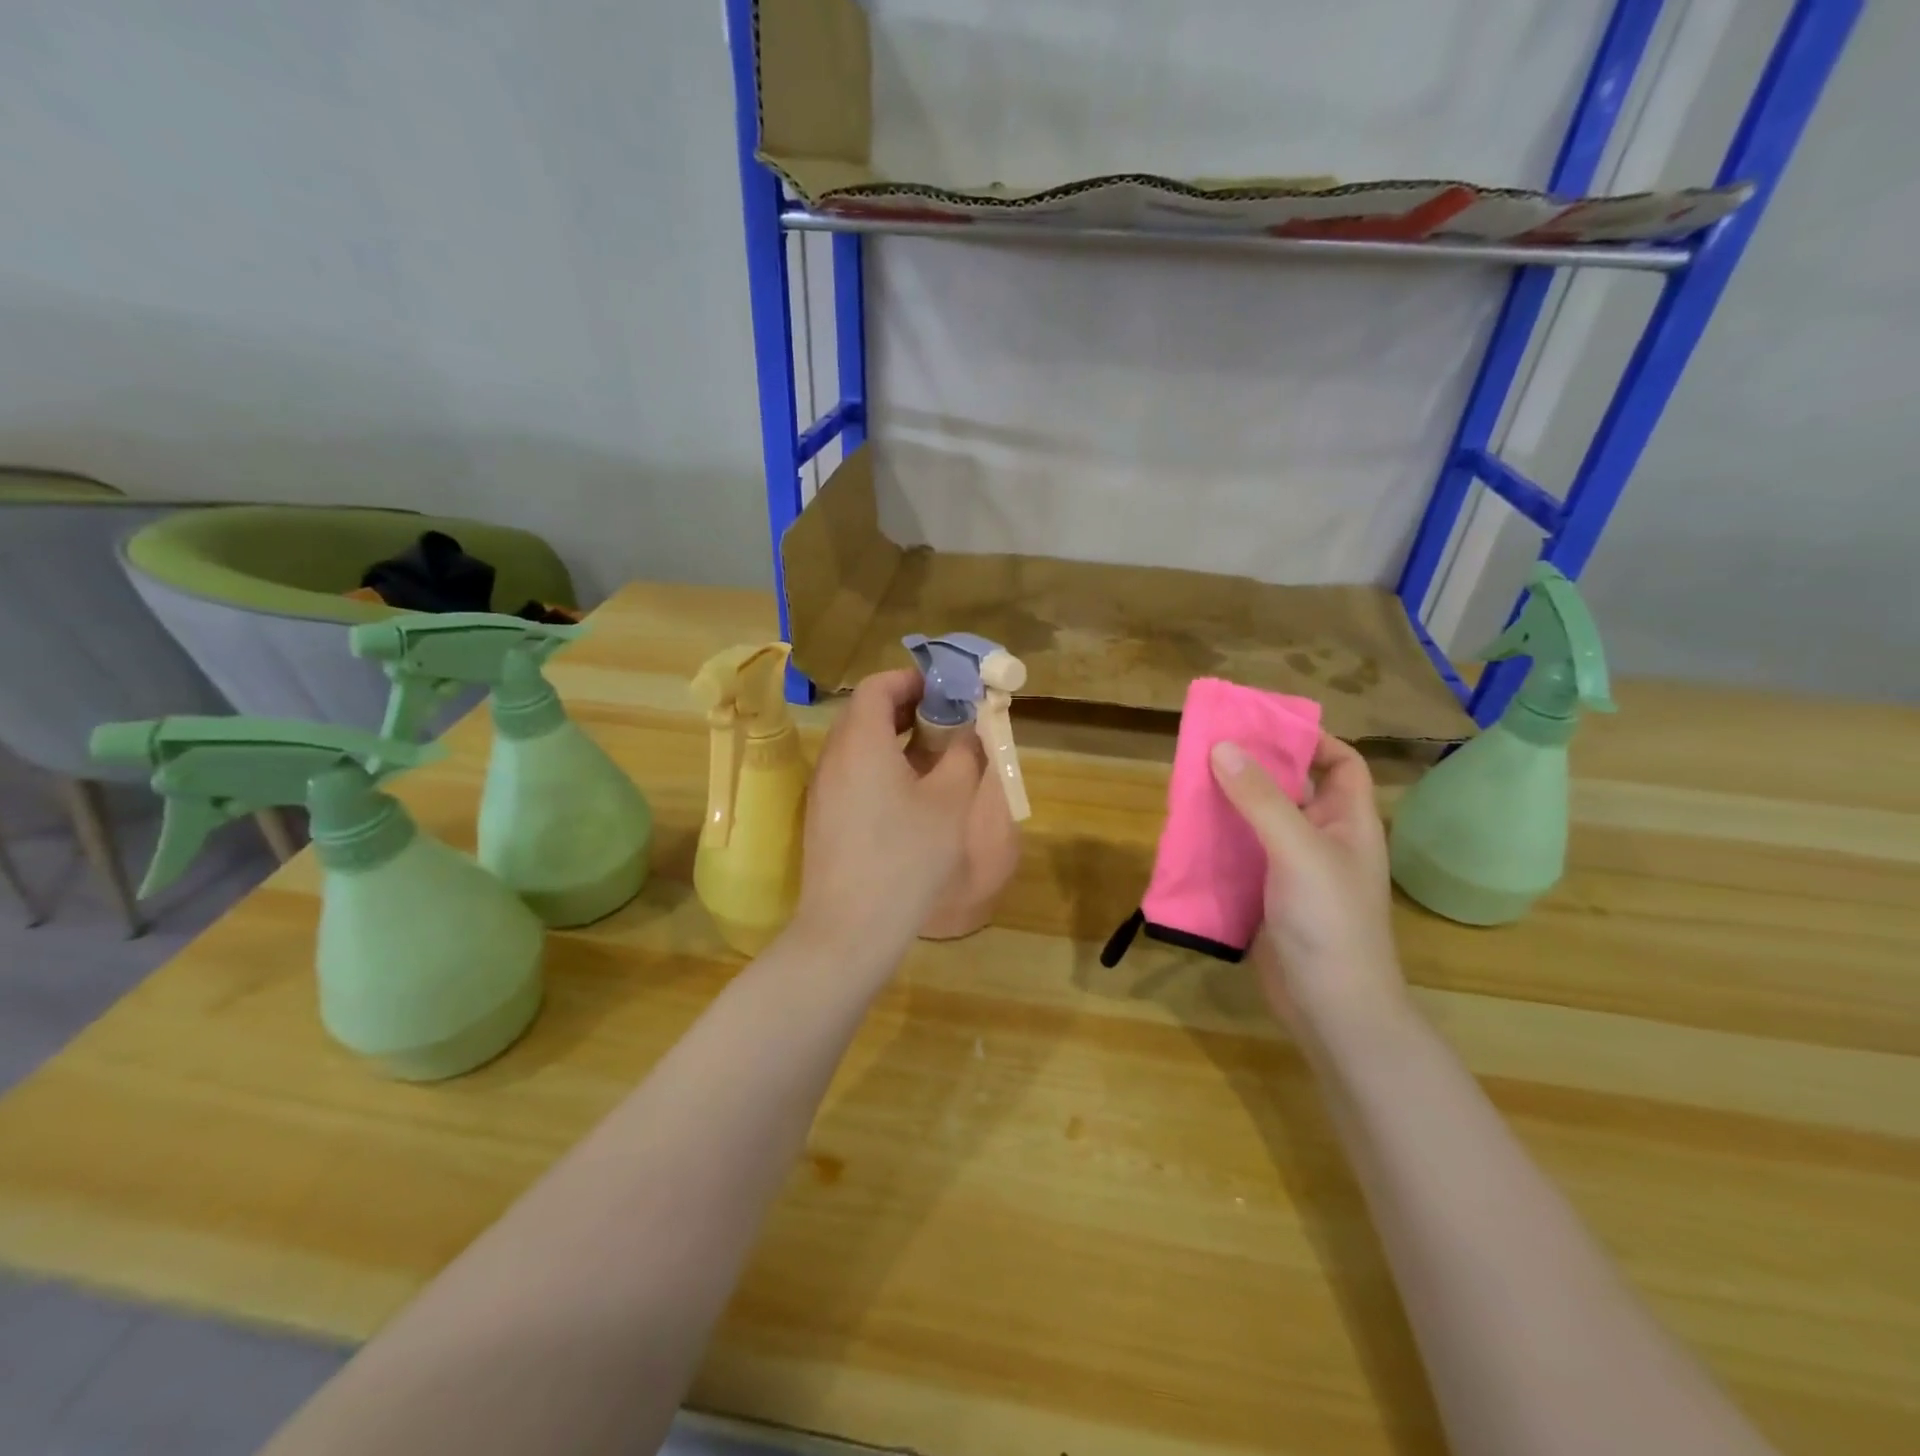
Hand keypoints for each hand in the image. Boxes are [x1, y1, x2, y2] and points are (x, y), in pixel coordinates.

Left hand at [791, 669, 984, 966]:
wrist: (851, 928)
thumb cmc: (907, 857)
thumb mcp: (950, 801)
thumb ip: (965, 754)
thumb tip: (971, 729)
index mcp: (861, 742)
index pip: (877, 686)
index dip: (911, 679)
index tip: (946, 690)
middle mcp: (834, 757)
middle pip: (864, 712)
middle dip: (906, 707)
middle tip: (945, 720)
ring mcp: (823, 789)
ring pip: (856, 744)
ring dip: (893, 738)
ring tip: (933, 755)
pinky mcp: (823, 817)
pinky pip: (851, 772)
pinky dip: (879, 765)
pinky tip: (909, 794)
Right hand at [1209, 734, 1407, 1036]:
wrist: (1330, 1008)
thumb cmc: (1329, 922)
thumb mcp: (1297, 850)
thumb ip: (1260, 798)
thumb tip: (1223, 746)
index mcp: (1349, 822)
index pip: (1341, 763)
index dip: (1310, 740)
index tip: (1261, 726)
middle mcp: (1323, 840)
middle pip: (1291, 789)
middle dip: (1253, 769)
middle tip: (1207, 749)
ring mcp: (1293, 871)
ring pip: (1259, 823)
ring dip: (1228, 805)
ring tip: (1187, 785)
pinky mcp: (1265, 897)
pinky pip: (1239, 857)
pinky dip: (1216, 843)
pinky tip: (1186, 835)